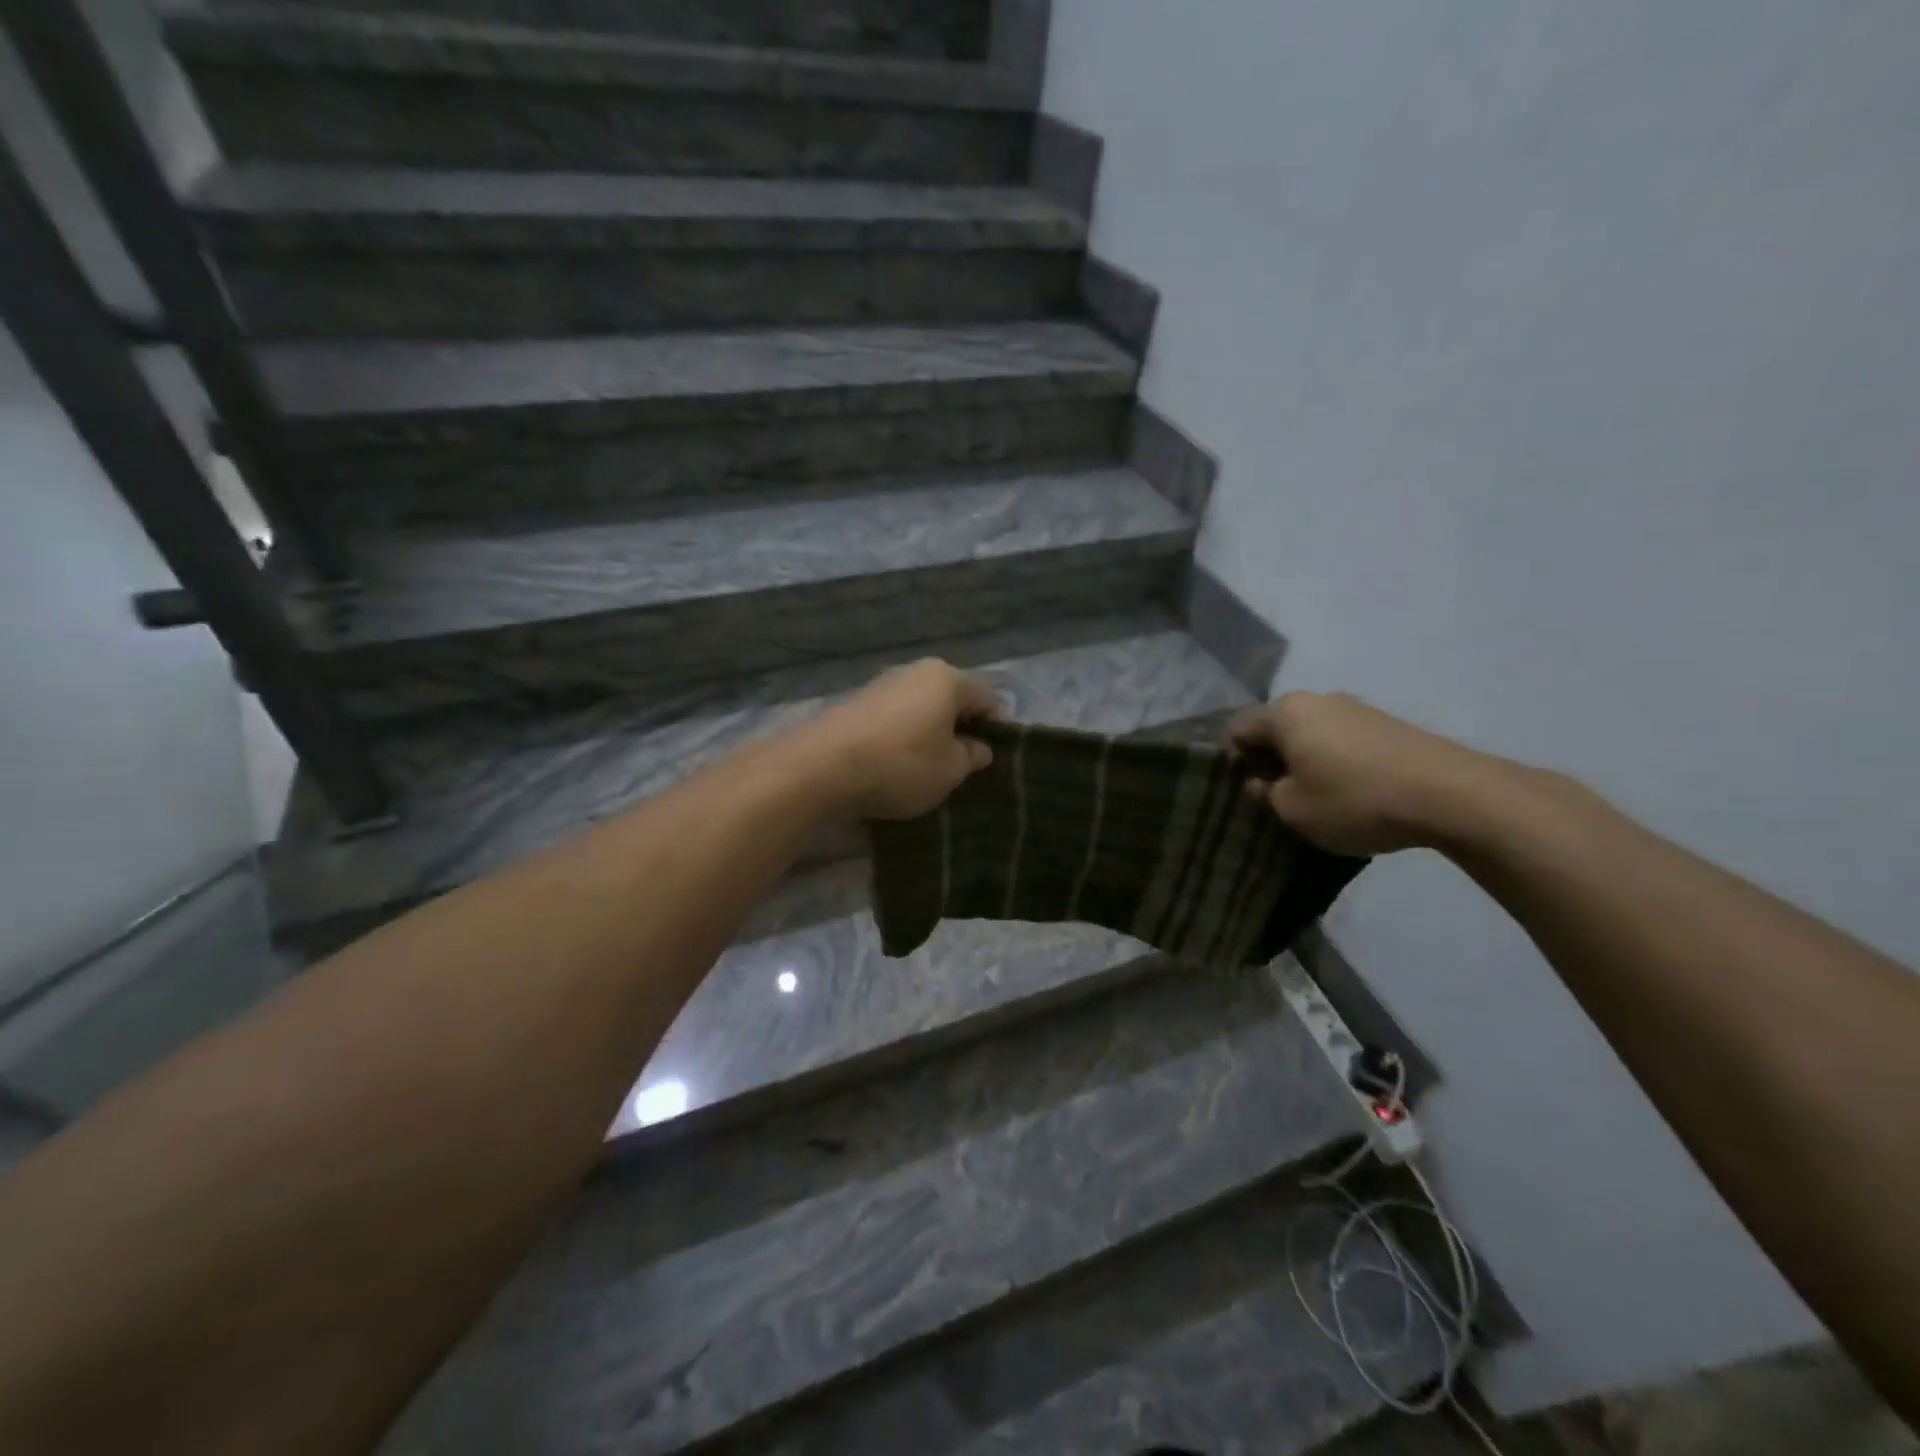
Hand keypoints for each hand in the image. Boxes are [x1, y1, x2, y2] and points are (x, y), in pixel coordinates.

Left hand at [801, 660, 999, 820]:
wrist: (822, 766)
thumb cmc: (901, 764)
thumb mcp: (950, 770)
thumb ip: (972, 756)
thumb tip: (978, 748)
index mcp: (947, 678)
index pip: (988, 697)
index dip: (996, 728)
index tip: (993, 759)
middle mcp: (915, 672)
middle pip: (951, 700)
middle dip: (960, 730)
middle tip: (962, 767)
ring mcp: (882, 685)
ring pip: (921, 709)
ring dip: (929, 735)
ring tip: (928, 771)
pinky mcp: (855, 705)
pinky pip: (893, 720)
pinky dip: (901, 739)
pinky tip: (895, 766)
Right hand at [1228, 692, 1512, 855]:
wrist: (1451, 794)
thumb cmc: (1354, 800)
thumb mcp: (1295, 811)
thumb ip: (1267, 794)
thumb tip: (1261, 781)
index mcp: (1285, 713)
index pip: (1238, 728)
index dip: (1233, 758)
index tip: (1246, 789)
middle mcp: (1316, 699)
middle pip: (1277, 726)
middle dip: (1271, 756)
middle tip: (1278, 794)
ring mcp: (1356, 707)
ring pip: (1312, 731)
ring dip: (1307, 758)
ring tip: (1318, 794)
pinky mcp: (1388, 722)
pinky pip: (1344, 739)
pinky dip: (1338, 759)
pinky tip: (1353, 789)